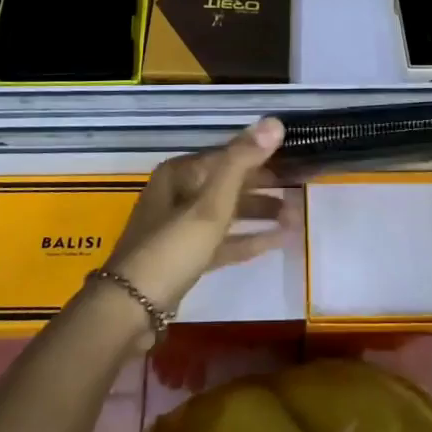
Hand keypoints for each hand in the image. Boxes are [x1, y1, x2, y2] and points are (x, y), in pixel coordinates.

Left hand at [107, 118, 286, 314]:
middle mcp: (178, 194)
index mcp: (179, 174)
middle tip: (300, 187)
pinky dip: (248, 239)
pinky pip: (223, 241)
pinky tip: (278, 241)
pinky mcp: (186, 257)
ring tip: (295, 215)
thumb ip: (242, 162)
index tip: (295, 159)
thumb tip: (275, 122)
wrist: (130, 310)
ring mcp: (180, 228)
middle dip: (264, 185)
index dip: (261, 155)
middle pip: (228, 183)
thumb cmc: (172, 248)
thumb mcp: (210, 203)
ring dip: (259, 213)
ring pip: (227, 212)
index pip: (228, 155)